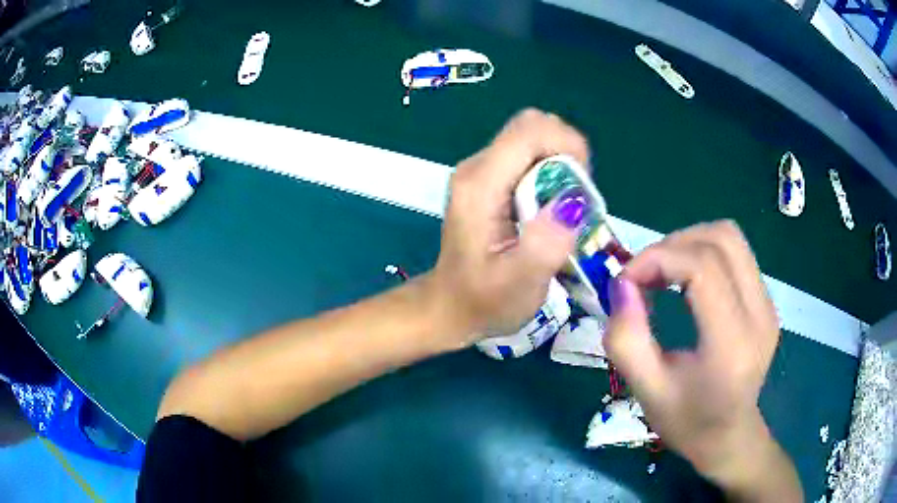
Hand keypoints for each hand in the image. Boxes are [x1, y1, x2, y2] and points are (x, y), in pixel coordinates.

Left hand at [428, 109, 587, 343]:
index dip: (567, 145)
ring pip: (531, 139)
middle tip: (576, 198)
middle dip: (565, 152)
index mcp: (481, 184)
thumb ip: (546, 244)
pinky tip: (550, 208)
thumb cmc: (484, 300)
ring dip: (560, 163)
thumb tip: (573, 202)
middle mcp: (477, 167)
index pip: (530, 131)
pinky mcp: (488, 180)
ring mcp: (480, 171)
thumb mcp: (520, 284)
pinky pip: (527, 156)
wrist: (450, 306)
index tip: (583, 188)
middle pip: (531, 126)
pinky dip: (549, 172)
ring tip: (565, 207)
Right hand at [603, 221, 801, 500]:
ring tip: (664, 271)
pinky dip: (704, 252)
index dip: (659, 258)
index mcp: (732, 345)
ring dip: (690, 242)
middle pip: (721, 239)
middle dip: (673, 245)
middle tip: (644, 274)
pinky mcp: (767, 301)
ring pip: (731, 237)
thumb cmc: (687, 422)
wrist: (729, 436)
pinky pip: (736, 254)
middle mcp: (760, 315)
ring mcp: (768, 304)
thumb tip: (621, 284)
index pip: (703, 268)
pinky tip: (686, 279)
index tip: (627, 279)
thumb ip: (626, 338)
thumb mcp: (646, 391)